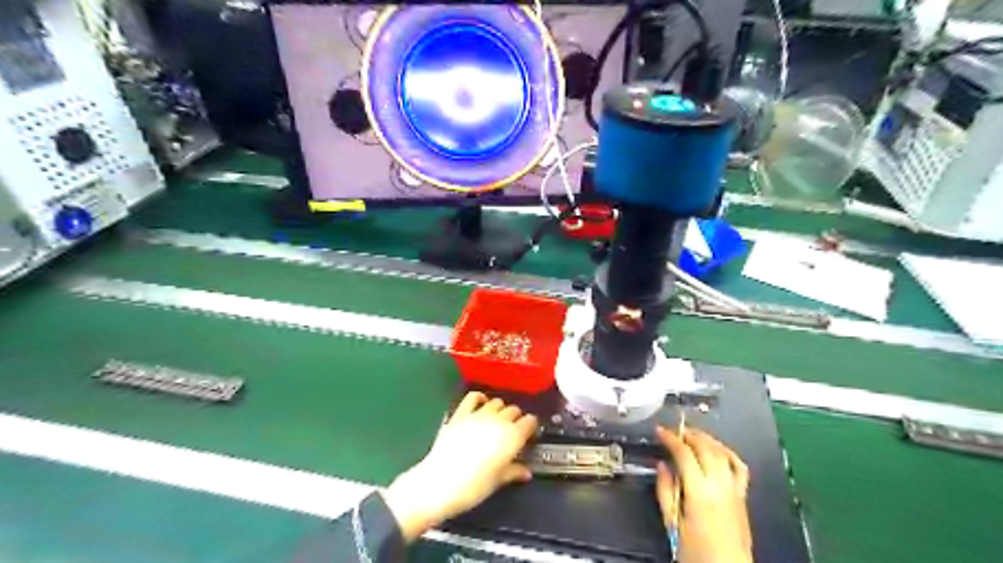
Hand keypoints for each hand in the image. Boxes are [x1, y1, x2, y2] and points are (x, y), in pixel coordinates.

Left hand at [382, 392, 539, 540]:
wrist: (440, 482)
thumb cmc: (474, 487)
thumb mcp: (498, 481)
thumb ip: (514, 472)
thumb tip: (526, 472)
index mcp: (513, 436)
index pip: (530, 421)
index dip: (531, 427)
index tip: (528, 436)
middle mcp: (499, 420)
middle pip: (514, 410)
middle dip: (516, 419)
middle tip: (512, 431)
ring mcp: (479, 414)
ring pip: (497, 402)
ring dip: (500, 409)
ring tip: (497, 420)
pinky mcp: (460, 413)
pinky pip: (474, 396)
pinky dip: (480, 398)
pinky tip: (481, 404)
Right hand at [661, 426, 752, 562]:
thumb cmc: (695, 551)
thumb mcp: (672, 523)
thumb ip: (665, 491)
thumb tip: (661, 465)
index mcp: (699, 492)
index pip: (684, 453)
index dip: (670, 438)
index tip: (659, 430)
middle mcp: (720, 485)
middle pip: (705, 447)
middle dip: (688, 434)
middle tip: (673, 431)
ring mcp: (734, 489)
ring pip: (722, 452)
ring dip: (706, 439)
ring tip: (692, 434)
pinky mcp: (743, 495)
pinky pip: (738, 466)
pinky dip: (727, 452)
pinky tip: (717, 449)